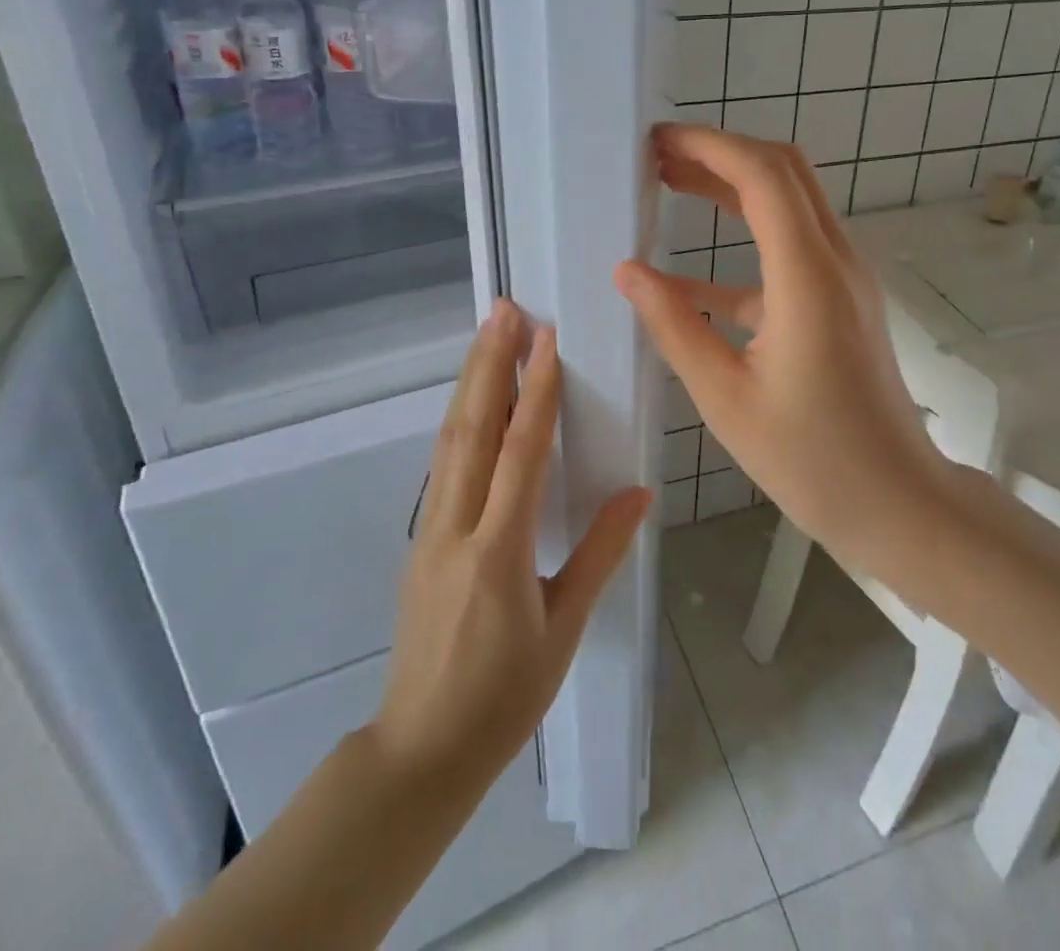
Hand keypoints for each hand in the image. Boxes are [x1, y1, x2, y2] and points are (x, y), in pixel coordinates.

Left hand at [372, 299, 651, 785]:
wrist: (422, 749)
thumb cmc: (504, 695)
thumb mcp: (563, 628)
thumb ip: (600, 554)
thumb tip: (638, 494)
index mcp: (498, 551)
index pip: (520, 454)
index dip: (536, 392)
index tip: (545, 340)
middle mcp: (456, 528)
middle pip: (472, 430)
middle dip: (489, 365)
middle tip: (503, 311)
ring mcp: (430, 530)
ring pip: (450, 441)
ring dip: (470, 383)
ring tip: (486, 336)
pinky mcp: (421, 538)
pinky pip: (443, 464)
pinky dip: (460, 420)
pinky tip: (472, 401)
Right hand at [615, 124, 952, 571]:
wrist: (897, 501)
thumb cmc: (811, 458)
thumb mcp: (725, 396)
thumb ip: (674, 326)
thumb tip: (628, 271)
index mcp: (807, 276)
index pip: (762, 175)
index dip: (709, 145)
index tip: (658, 142)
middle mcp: (835, 260)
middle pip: (784, 172)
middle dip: (720, 153)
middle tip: (659, 158)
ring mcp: (844, 279)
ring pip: (790, 204)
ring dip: (733, 188)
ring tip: (670, 187)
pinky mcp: (841, 302)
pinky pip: (791, 252)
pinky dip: (744, 246)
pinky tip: (690, 277)